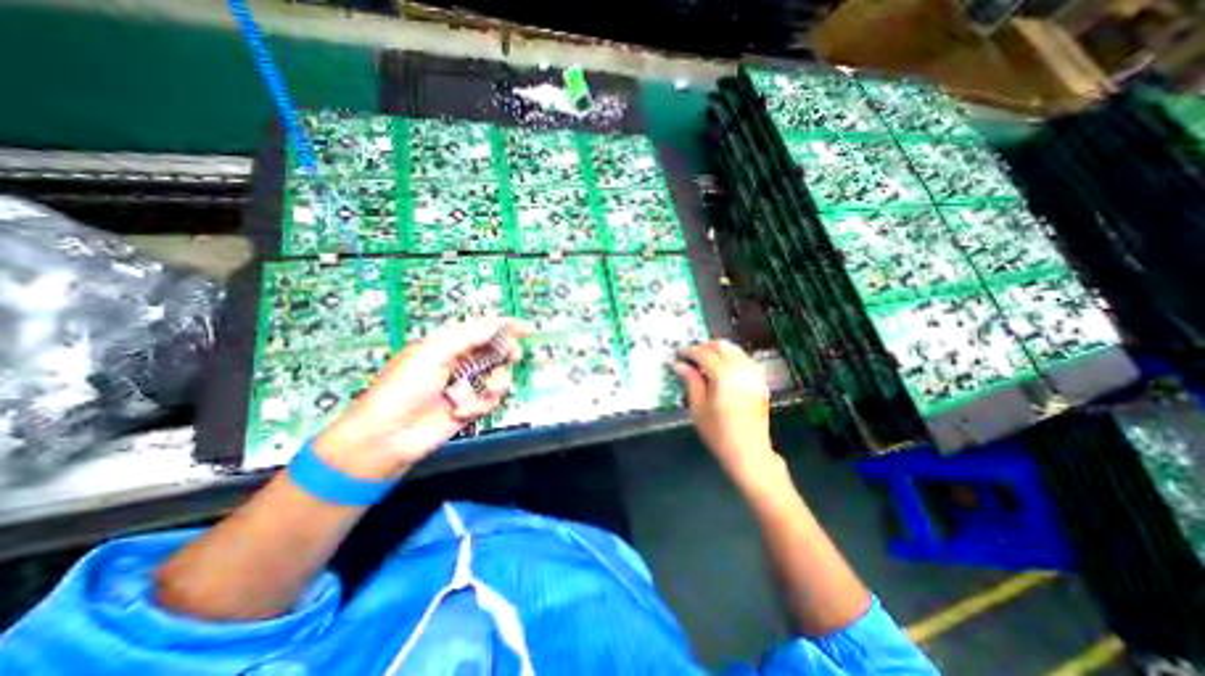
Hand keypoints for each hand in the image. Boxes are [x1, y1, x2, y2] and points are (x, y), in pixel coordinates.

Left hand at [314, 317, 528, 480]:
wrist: (386, 436)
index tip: (526, 328)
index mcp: (447, 345)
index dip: (504, 326)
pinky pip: (490, 400)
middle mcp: (460, 363)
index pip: (481, 330)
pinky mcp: (471, 408)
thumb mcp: (432, 354)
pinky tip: (462, 411)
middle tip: (513, 355)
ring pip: (498, 376)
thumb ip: (467, 337)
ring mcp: (466, 386)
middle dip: (507, 352)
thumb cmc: (403, 388)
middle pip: (495, 351)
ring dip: (495, 383)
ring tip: (483, 393)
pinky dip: (481, 404)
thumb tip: (496, 325)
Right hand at [674, 341, 776, 488]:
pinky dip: (731, 356)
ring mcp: (753, 373)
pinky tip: (721, 368)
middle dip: (704, 346)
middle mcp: (741, 368)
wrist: (749, 452)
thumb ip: (690, 380)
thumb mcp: (698, 407)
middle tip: (690, 355)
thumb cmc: (718, 433)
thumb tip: (678, 363)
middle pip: (721, 345)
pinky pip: (744, 358)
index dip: (688, 351)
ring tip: (704, 360)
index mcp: (724, 375)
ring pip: (734, 349)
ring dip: (718, 350)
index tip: (677, 354)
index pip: (703, 353)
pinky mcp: (760, 380)